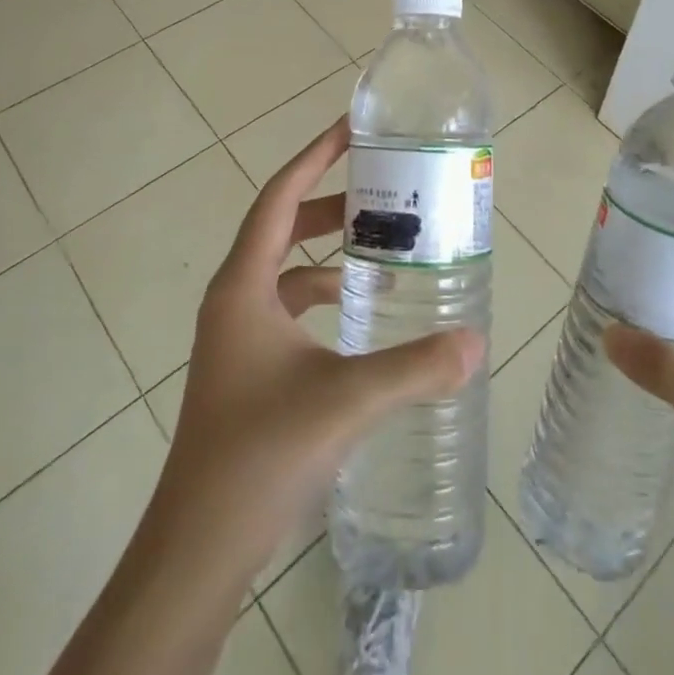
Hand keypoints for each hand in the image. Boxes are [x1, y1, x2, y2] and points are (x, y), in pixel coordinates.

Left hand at [160, 114, 483, 583]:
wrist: (198, 545)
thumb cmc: (260, 453)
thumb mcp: (345, 401)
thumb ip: (414, 368)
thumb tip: (476, 341)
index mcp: (244, 284)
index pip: (280, 197)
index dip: (315, 156)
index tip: (352, 129)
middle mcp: (235, 297)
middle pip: (283, 225)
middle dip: (329, 201)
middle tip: (382, 187)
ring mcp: (237, 333)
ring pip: (285, 268)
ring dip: (327, 250)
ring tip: (381, 244)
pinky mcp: (246, 365)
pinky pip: (287, 306)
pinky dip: (321, 294)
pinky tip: (359, 313)